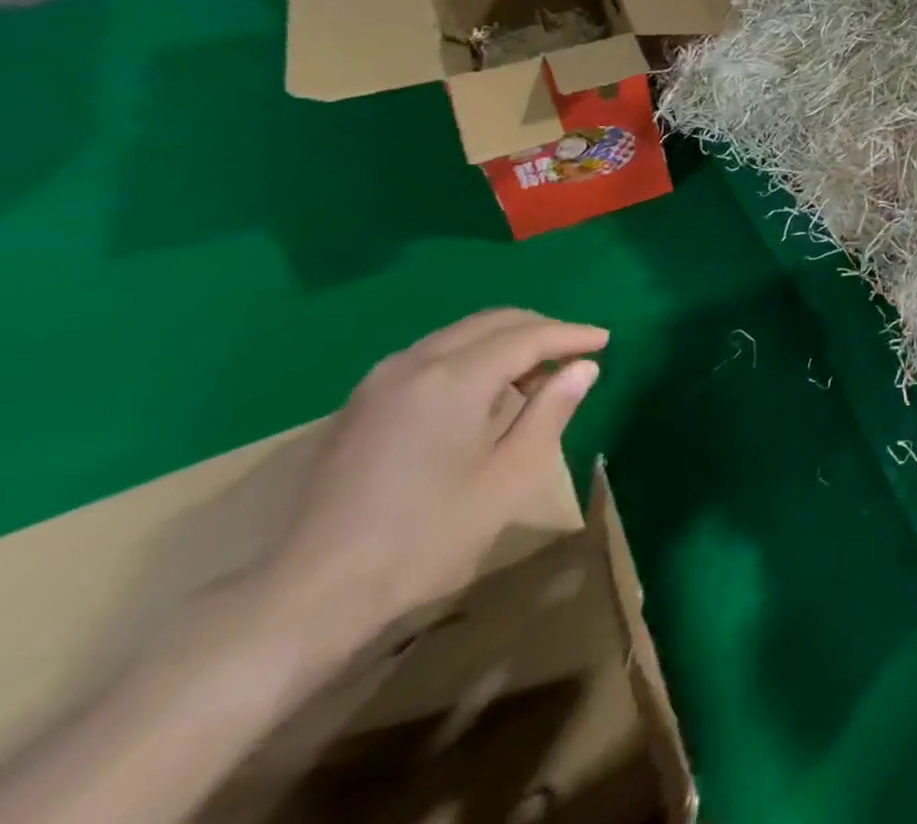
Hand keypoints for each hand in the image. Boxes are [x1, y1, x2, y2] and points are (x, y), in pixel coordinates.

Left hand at [248, 310, 606, 663]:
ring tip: (536, 374)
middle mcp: (416, 363)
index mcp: (455, 377)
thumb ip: (550, 412)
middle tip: (576, 352)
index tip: (605, 341)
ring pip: (459, 335)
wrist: (309, 595)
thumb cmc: (425, 537)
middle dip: (540, 329)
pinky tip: (483, 392)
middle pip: (492, 322)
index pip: (528, 336)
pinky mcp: (362, 404)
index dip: (571, 335)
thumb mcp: (508, 478)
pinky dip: (471, 356)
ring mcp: (381, 381)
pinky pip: (432, 355)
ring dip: (505, 341)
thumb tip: (583, 367)